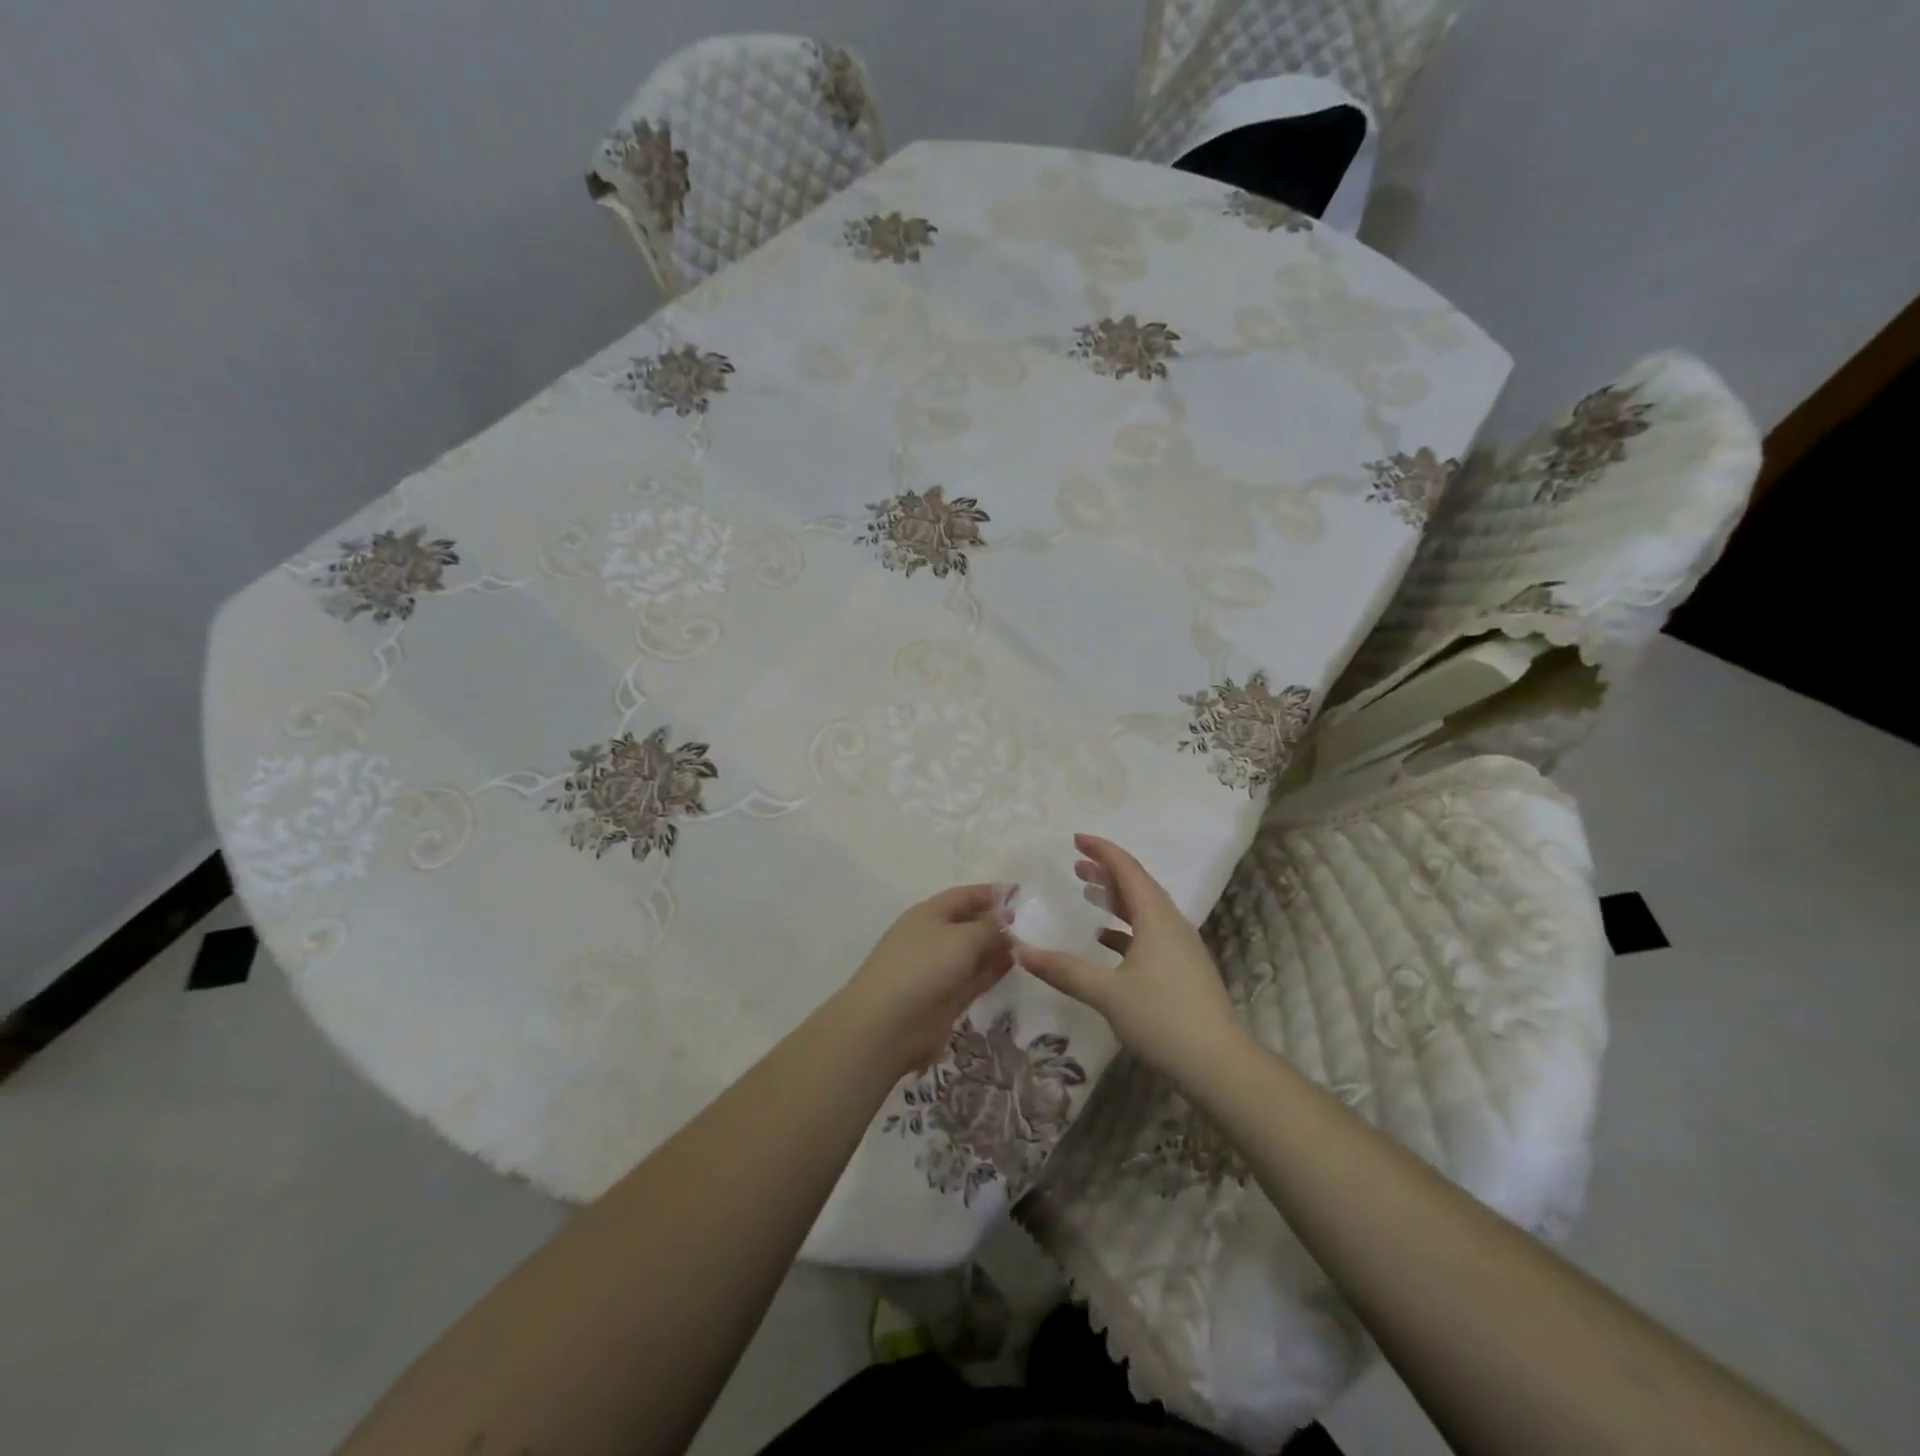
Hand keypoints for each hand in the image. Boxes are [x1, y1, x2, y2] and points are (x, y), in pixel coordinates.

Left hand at [836, 884, 1014, 1078]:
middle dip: (998, 922)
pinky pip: (975, 978)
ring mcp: (939, 969)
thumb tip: (1007, 920)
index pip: (965, 895)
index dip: (993, 893)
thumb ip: (989, 927)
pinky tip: (1017, 966)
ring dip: (999, 948)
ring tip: (1032, 945)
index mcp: (929, 913)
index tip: (1023, 893)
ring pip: (974, 953)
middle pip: (970, 923)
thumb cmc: (923, 967)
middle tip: (1035, 924)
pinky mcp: (946, 998)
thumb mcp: (962, 938)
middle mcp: (933, 937)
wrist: (887, 1025)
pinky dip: (994, 971)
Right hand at [1016, 834, 1242, 1084]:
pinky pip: (1150, 933)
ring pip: (1145, 909)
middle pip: (1137, 885)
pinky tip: (1106, 940)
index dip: (1101, 851)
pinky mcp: (1183, 968)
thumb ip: (1064, 971)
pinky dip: (1125, 928)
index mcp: (1156, 918)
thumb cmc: (1162, 1018)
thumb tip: (1021, 953)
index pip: (1127, 870)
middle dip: (1106, 872)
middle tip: (1076, 865)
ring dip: (1116, 898)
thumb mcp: (1107, 994)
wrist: (1218, 1062)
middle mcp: (1171, 924)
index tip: (1075, 839)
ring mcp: (1181, 946)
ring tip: (1088, 893)